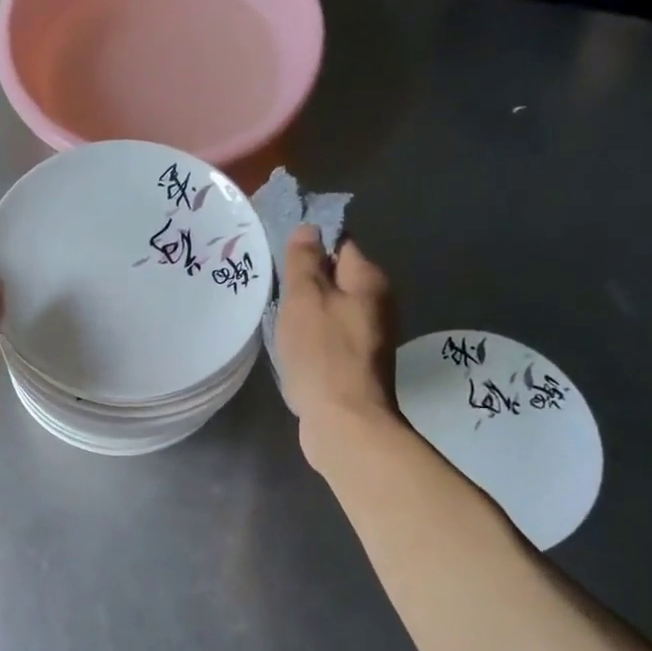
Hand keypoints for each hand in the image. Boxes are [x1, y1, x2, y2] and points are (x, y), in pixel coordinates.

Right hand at [275, 225, 398, 471]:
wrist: (345, 422)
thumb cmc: (322, 354)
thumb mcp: (305, 299)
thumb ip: (304, 261)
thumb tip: (309, 228)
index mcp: (369, 280)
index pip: (341, 243)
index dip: (311, 244)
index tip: (281, 255)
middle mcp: (377, 304)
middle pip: (338, 278)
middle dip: (308, 280)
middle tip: (274, 287)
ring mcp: (370, 337)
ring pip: (333, 309)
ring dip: (308, 311)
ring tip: (278, 317)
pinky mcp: (358, 365)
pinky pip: (331, 337)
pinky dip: (313, 337)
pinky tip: (293, 347)